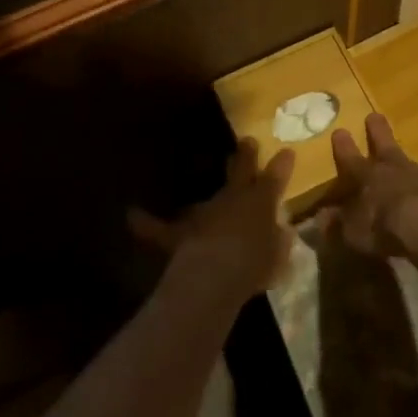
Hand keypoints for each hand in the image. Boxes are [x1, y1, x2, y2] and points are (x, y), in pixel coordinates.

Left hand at [130, 138, 294, 303]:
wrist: (214, 275)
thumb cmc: (254, 266)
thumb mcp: (278, 257)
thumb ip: (280, 243)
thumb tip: (282, 233)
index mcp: (260, 202)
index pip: (274, 178)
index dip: (281, 165)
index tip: (286, 151)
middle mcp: (232, 199)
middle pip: (240, 171)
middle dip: (245, 157)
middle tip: (247, 142)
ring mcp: (204, 212)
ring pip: (204, 199)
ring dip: (204, 199)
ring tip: (199, 188)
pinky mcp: (179, 233)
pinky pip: (158, 227)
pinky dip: (145, 223)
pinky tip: (131, 214)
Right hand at [317, 113, 417, 266]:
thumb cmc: (387, 229)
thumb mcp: (354, 234)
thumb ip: (337, 225)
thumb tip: (320, 219)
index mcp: (368, 178)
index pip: (351, 159)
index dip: (344, 147)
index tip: (340, 130)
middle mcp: (395, 168)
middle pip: (384, 144)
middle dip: (377, 131)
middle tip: (374, 116)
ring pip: (414, 164)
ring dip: (410, 169)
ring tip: (412, 175)